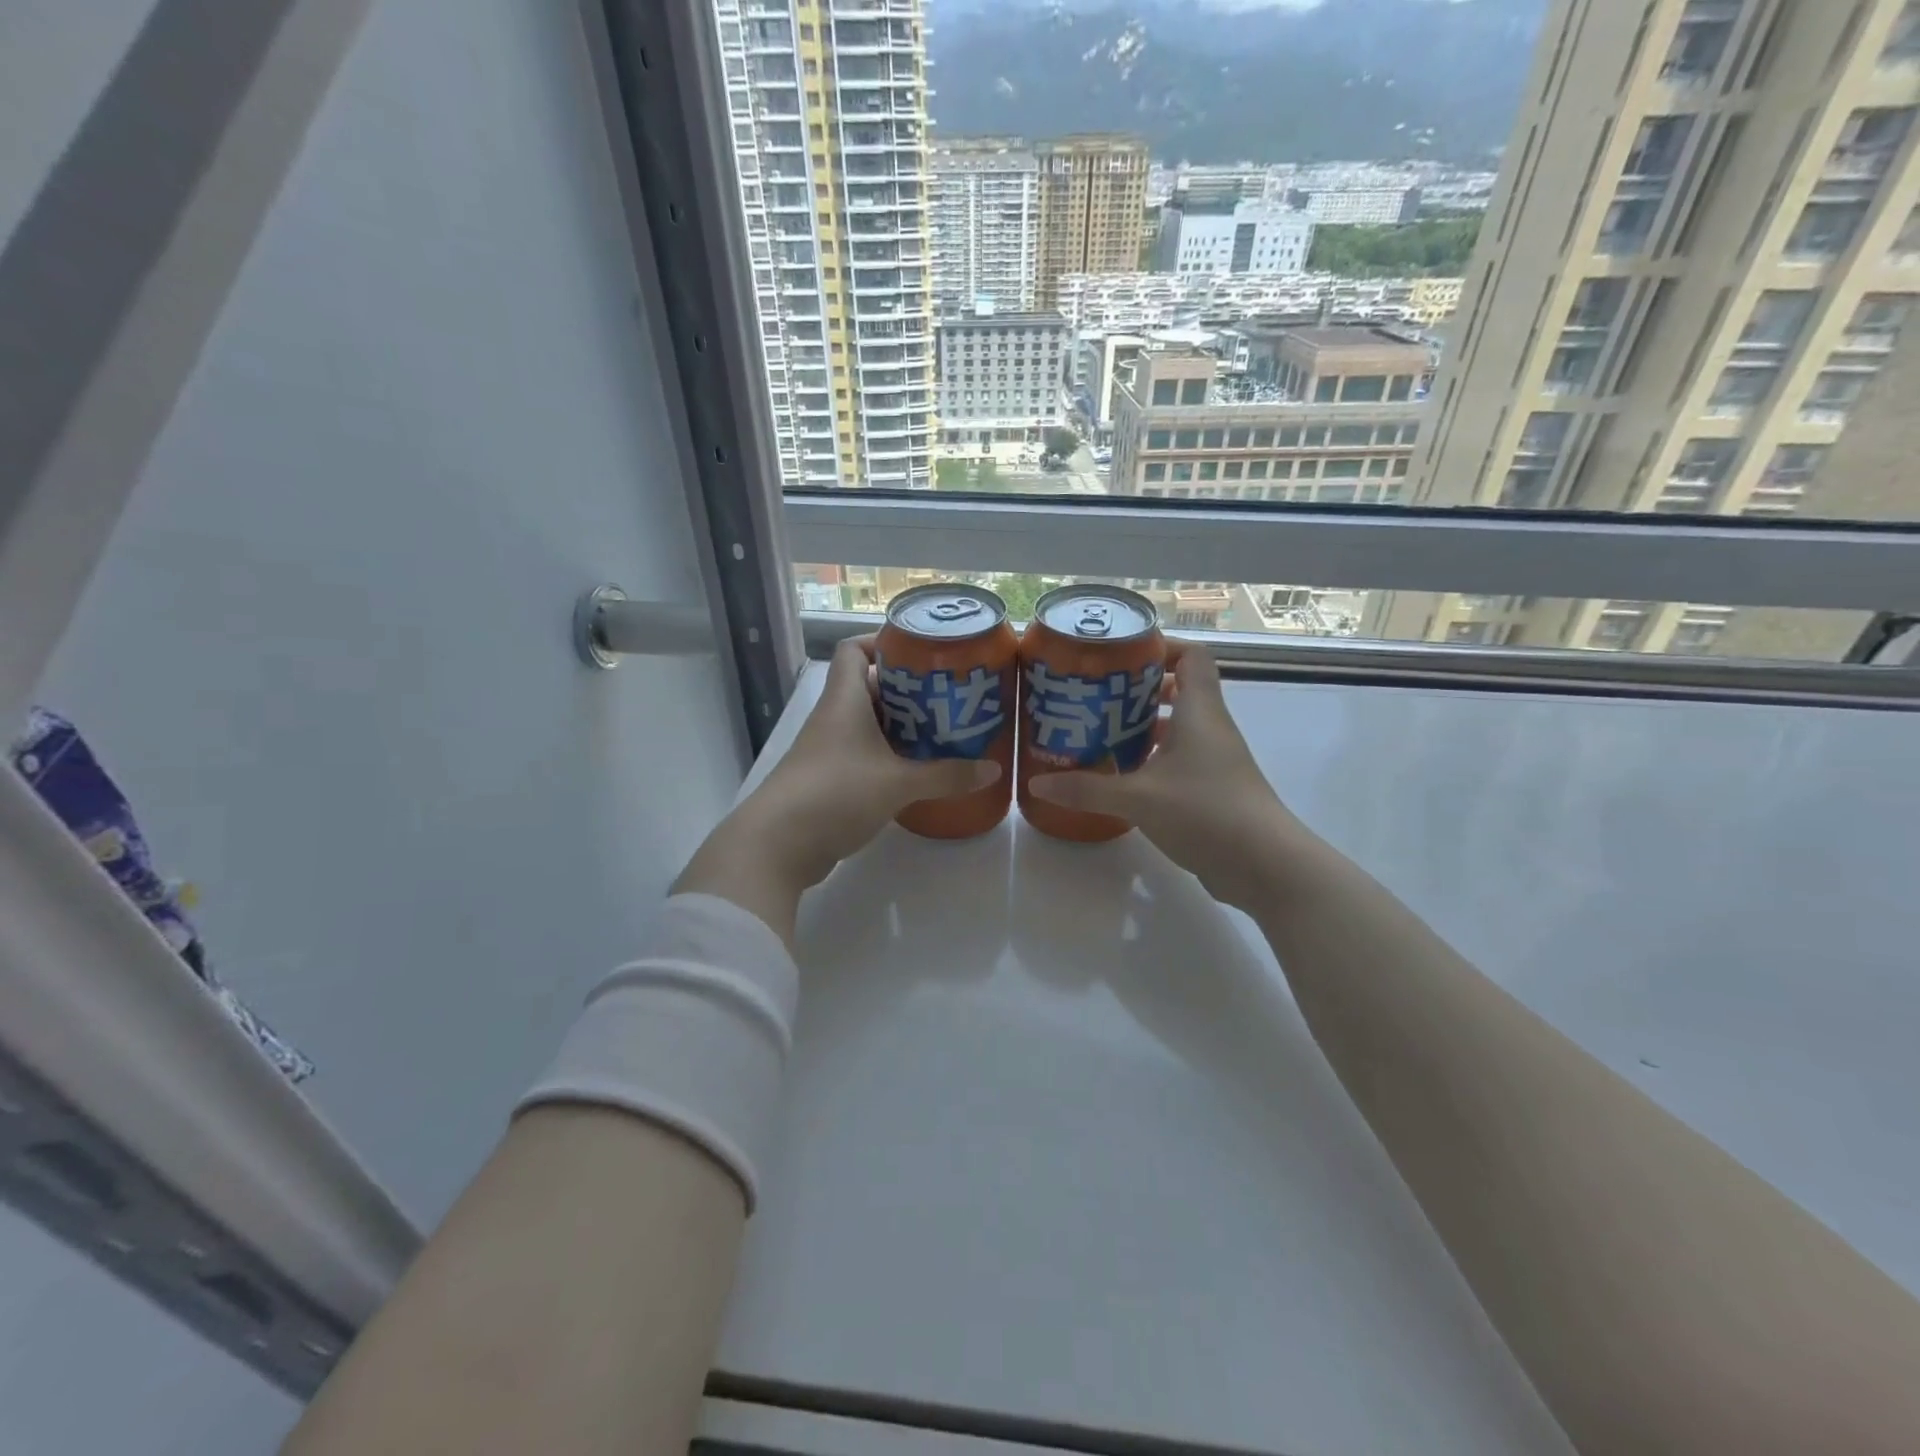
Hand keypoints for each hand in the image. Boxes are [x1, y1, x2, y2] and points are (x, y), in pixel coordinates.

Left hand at [674, 636, 999, 942]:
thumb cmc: (836, 793)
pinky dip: (890, 757)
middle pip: (870, 687)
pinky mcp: (830, 780)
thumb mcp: (897, 783)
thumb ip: (946, 776)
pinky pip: (865, 755)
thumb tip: (993, 769)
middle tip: (948, 697)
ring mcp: (829, 750)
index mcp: (844, 701)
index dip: (883, 643)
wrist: (778, 845)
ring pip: (869, 724)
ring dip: (902, 727)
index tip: (920, 655)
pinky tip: (918, 770)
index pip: (854, 650)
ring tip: (944, 732)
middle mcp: (834, 718)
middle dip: (909, 690)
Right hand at [1027, 641, 1303, 910]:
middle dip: (1138, 690)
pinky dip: (1151, 759)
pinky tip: (1121, 775)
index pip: (1192, 656)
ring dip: (1143, 727)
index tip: (1121, 657)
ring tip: (1099, 733)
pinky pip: (1178, 760)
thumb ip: (1088, 788)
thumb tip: (1037, 782)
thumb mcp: (1139, 798)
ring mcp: (1214, 760)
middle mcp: (1210, 728)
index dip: (1161, 648)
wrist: (1265, 865)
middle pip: (1180, 689)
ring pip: (1177, 728)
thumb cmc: (1206, 812)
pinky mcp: (1212, 789)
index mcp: (1200, 711)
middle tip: (1096, 696)